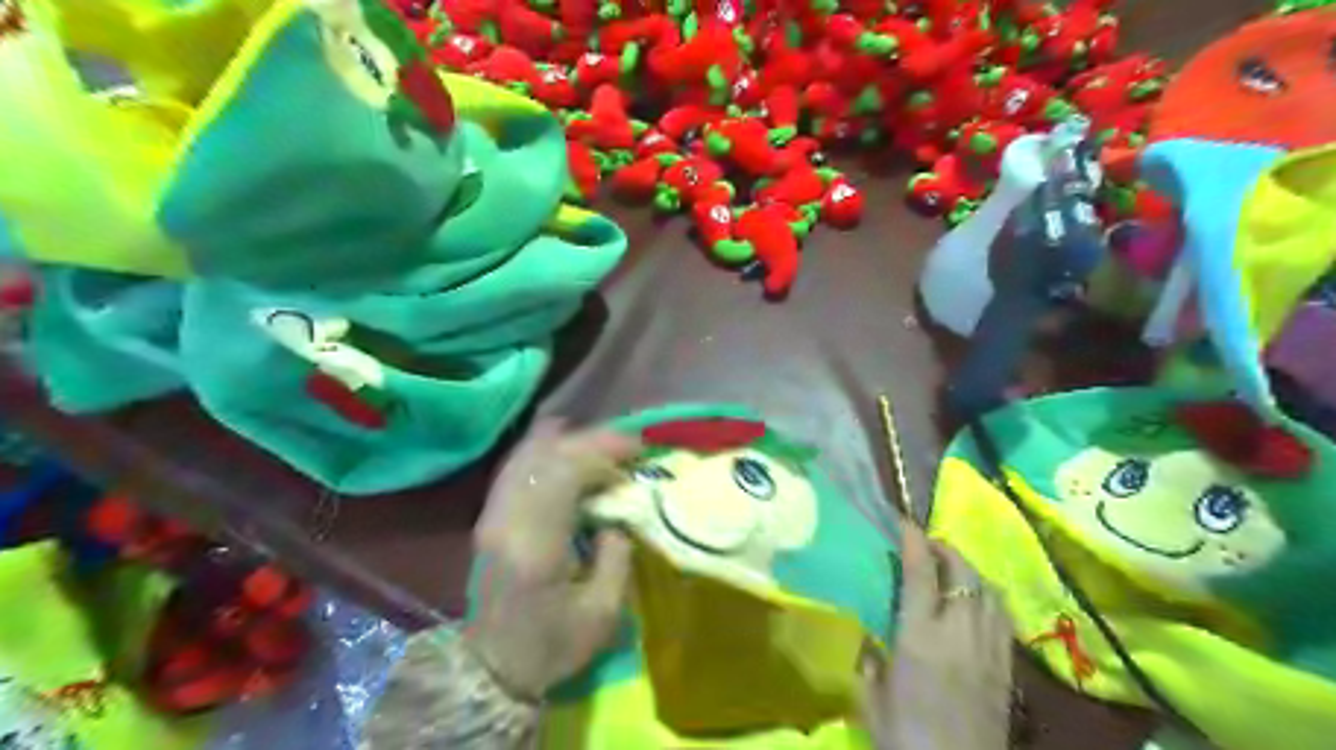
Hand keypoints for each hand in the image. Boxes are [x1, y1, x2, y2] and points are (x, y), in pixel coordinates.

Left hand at [464, 418, 640, 700]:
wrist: (490, 669)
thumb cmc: (550, 647)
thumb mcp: (601, 614)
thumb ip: (616, 557)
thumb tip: (616, 518)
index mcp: (535, 545)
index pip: (564, 473)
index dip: (602, 450)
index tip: (637, 449)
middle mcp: (506, 520)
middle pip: (544, 455)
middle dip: (589, 440)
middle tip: (626, 444)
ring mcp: (491, 516)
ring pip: (525, 455)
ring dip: (566, 442)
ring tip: (601, 444)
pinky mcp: (489, 518)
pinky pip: (516, 467)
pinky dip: (544, 452)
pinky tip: (565, 450)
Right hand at [867, 523, 1013, 748]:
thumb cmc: (906, 740)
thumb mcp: (872, 700)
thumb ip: (870, 664)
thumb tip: (872, 645)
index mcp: (920, 638)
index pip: (922, 575)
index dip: (914, 542)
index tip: (905, 522)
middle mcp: (959, 634)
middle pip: (964, 574)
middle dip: (946, 548)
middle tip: (927, 543)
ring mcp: (989, 650)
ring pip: (989, 591)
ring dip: (970, 570)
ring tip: (953, 568)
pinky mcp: (1007, 669)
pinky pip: (1004, 617)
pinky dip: (990, 597)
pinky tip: (979, 602)